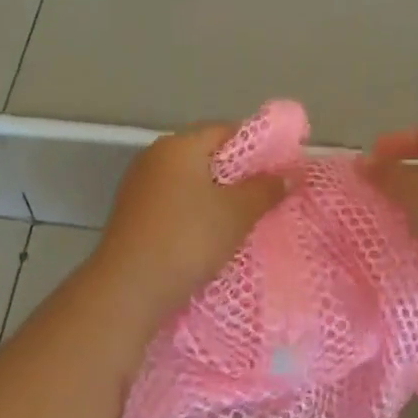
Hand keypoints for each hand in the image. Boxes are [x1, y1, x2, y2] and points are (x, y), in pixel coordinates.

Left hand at [90, 124, 285, 325]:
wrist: (130, 287)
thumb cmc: (188, 239)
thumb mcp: (237, 213)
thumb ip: (265, 189)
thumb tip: (287, 174)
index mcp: (179, 145)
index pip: (226, 130)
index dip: (258, 147)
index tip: (281, 170)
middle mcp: (154, 156)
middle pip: (206, 156)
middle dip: (238, 174)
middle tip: (267, 196)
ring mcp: (138, 186)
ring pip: (189, 182)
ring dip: (216, 196)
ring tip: (243, 219)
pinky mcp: (132, 215)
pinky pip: (174, 204)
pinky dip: (195, 213)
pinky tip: (210, 235)